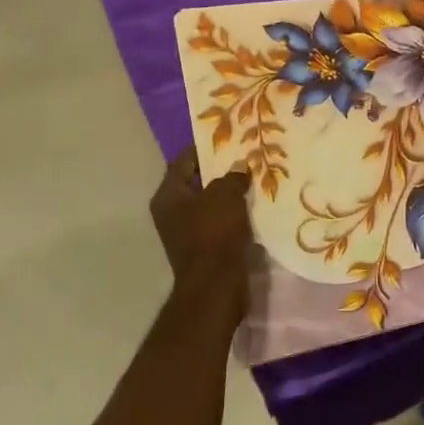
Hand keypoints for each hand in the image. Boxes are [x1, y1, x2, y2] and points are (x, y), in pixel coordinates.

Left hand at [150, 149, 252, 286]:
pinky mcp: (205, 249)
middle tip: (246, 158)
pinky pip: (221, 224)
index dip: (203, 149)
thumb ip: (232, 177)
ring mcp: (188, 233)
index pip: (183, 162)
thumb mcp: (224, 196)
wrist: (216, 285)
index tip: (227, 138)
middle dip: (221, 172)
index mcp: (168, 197)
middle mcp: (172, 213)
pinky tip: (256, 207)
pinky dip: (235, 215)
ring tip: (255, 180)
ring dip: (231, 195)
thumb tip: (240, 167)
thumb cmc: (213, 234)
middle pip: (197, 184)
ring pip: (211, 205)